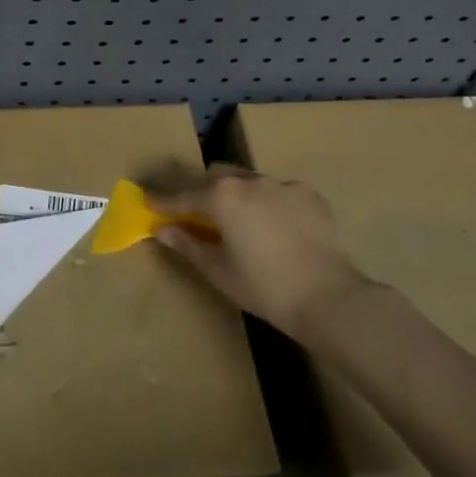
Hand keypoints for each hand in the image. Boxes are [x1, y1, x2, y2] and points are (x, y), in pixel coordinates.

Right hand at [149, 167, 368, 340]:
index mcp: (222, 196)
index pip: (182, 195)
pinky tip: (273, 226)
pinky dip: (267, 203)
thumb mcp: (218, 270)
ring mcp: (282, 184)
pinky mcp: (309, 194)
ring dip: (235, 195)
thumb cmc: (264, 288)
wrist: (329, 297)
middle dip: (200, 192)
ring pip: (247, 181)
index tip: (146, 200)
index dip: (161, 200)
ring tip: (236, 220)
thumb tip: (162, 229)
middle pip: (214, 178)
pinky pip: (277, 191)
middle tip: (193, 213)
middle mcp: (249, 180)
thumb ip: (187, 244)